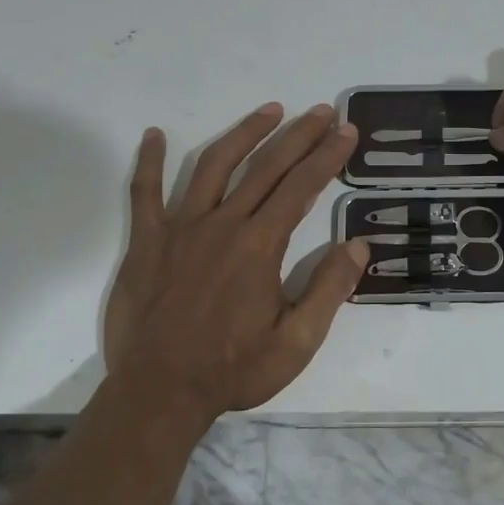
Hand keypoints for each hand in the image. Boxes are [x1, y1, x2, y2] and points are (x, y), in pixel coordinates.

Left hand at [103, 103, 368, 421]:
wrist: (159, 394)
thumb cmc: (233, 370)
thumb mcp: (296, 343)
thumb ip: (329, 291)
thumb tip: (359, 246)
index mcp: (260, 246)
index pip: (302, 187)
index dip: (327, 156)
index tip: (346, 131)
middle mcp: (223, 224)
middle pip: (266, 166)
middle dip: (299, 135)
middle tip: (322, 111)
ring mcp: (180, 229)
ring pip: (214, 165)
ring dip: (244, 133)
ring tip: (270, 110)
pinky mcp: (147, 242)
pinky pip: (144, 193)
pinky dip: (150, 162)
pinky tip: (154, 135)